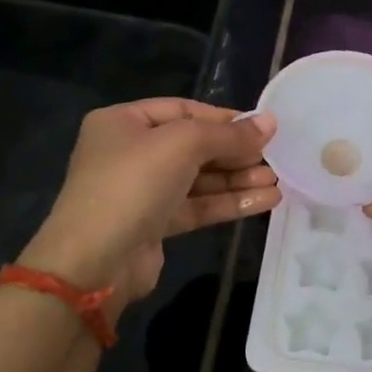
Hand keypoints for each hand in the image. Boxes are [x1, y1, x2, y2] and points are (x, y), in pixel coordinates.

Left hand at [20, 99, 278, 309]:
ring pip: (199, 179)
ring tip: (277, 182)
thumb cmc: (133, 184)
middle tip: (275, 156)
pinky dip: (229, 202)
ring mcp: (141, 191)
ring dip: (237, 179)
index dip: (224, 118)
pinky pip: (197, 206)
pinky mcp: (154, 224)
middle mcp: (130, 153)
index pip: (183, 110)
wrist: (94, 262)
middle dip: (235, 152)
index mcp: (123, 122)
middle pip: (193, 145)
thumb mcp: (183, 144)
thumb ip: (229, 134)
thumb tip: (271, 122)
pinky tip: (265, 201)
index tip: (262, 128)